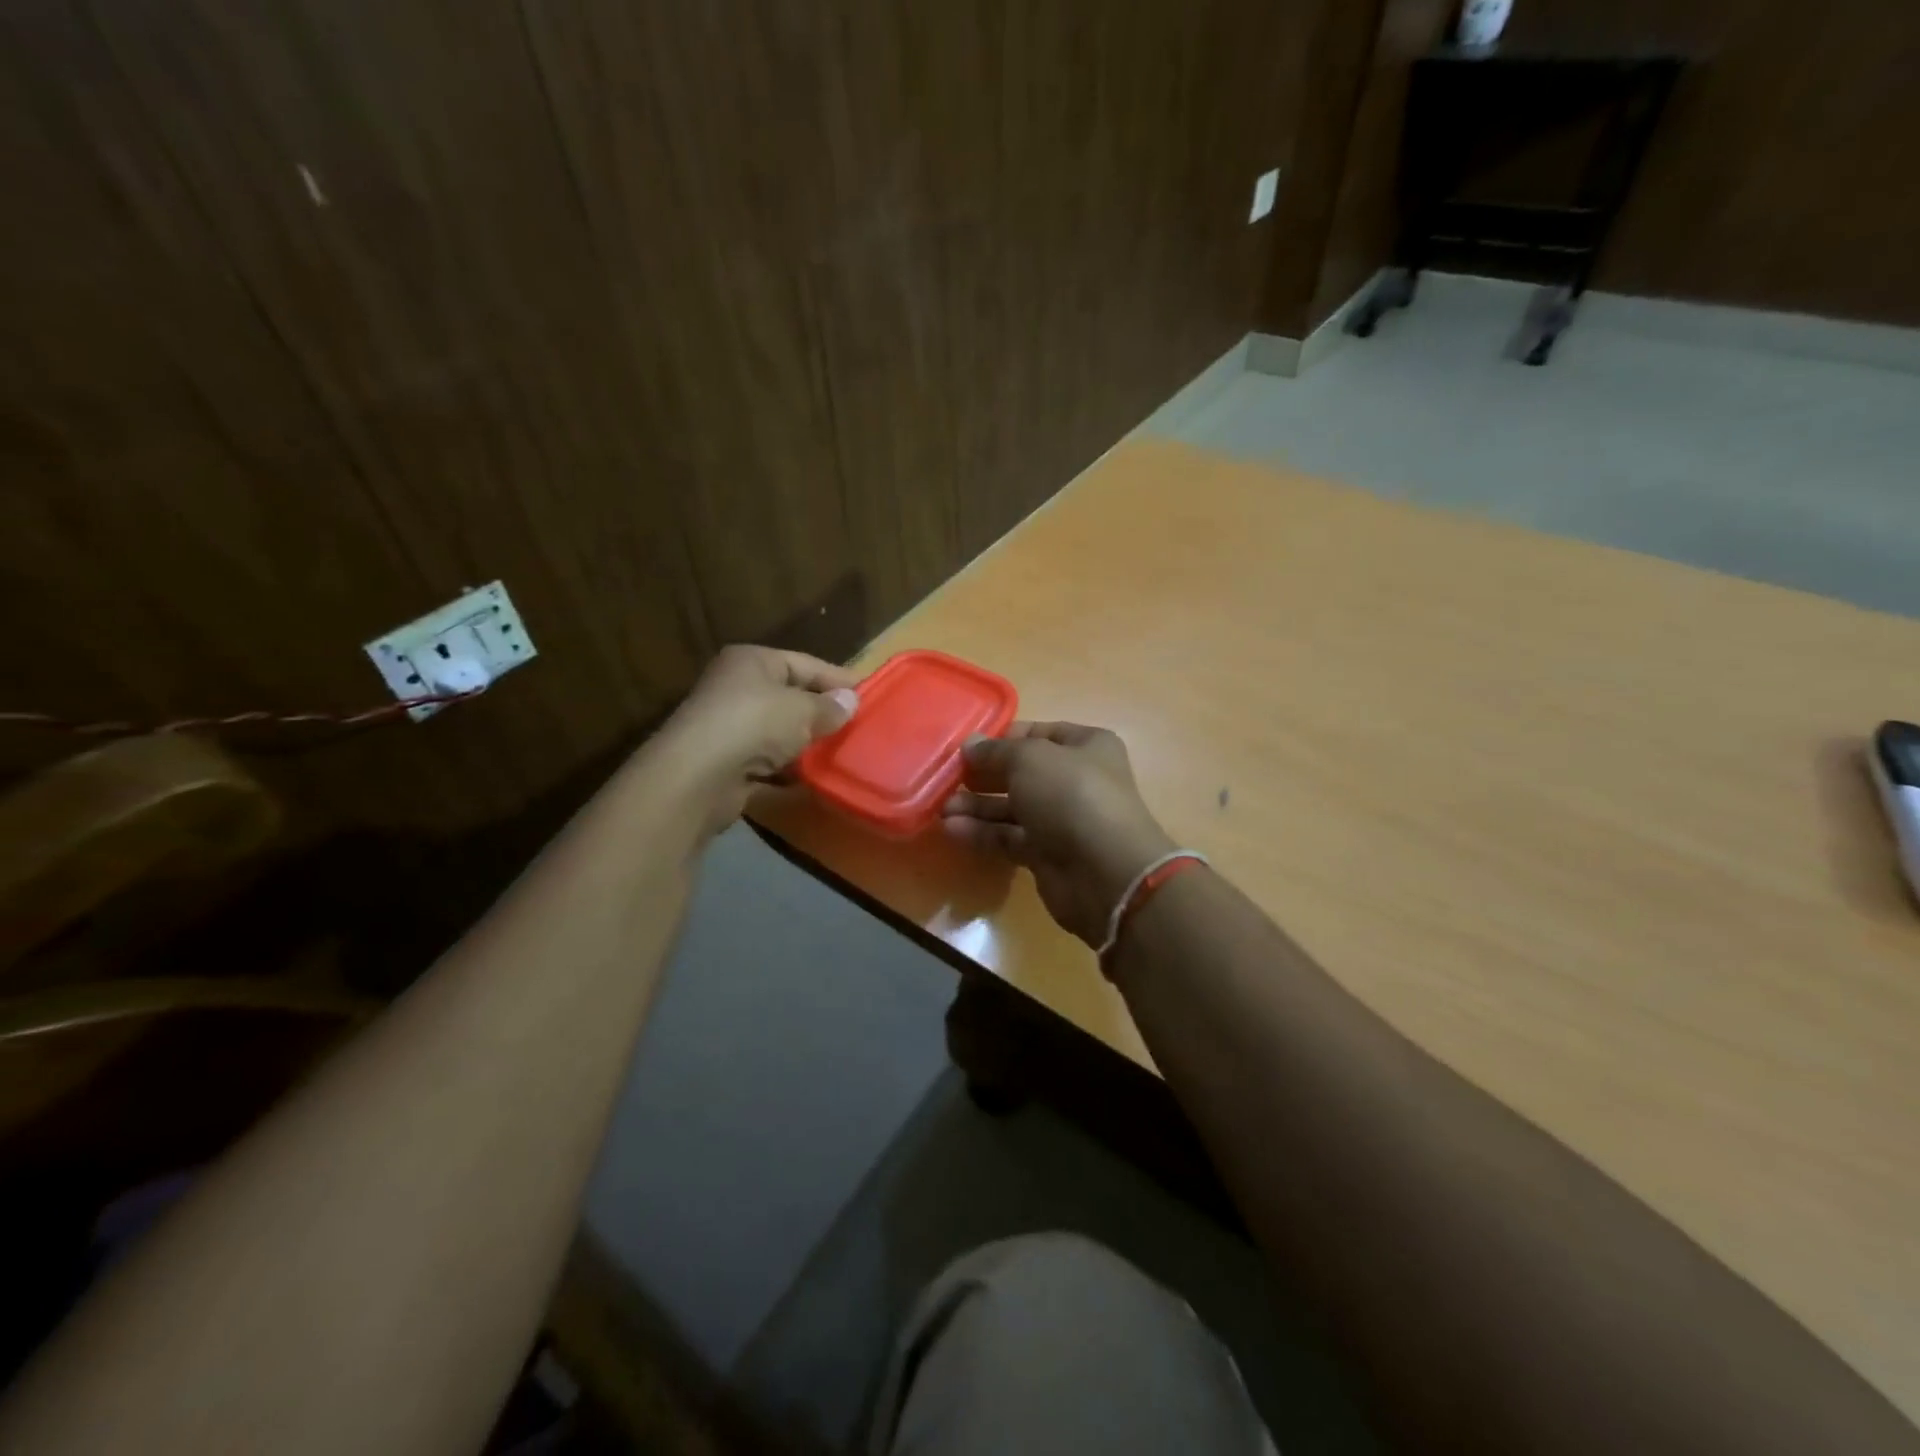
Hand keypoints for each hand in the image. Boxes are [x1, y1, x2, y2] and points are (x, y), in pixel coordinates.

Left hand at [660, 646, 859, 832]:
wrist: (697, 777)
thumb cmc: (753, 725)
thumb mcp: (802, 710)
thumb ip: (829, 707)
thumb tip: (851, 701)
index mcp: (753, 661)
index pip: (806, 664)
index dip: (838, 680)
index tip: (869, 696)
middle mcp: (737, 687)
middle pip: (791, 697)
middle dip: (822, 714)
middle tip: (858, 728)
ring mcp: (729, 725)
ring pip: (779, 731)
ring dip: (805, 744)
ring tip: (841, 755)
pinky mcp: (726, 761)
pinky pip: (767, 761)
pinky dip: (787, 768)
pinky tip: (811, 778)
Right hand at [941, 722, 1175, 947]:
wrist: (1106, 872)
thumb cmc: (1071, 796)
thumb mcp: (1029, 759)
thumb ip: (995, 751)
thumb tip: (970, 745)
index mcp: (1086, 746)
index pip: (1038, 734)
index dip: (1002, 739)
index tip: (965, 747)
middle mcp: (1077, 779)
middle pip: (1022, 773)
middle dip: (983, 776)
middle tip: (947, 778)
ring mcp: (1063, 819)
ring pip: (1013, 808)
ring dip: (977, 807)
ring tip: (942, 808)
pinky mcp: (1049, 855)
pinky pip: (1010, 837)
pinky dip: (983, 833)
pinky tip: (952, 830)